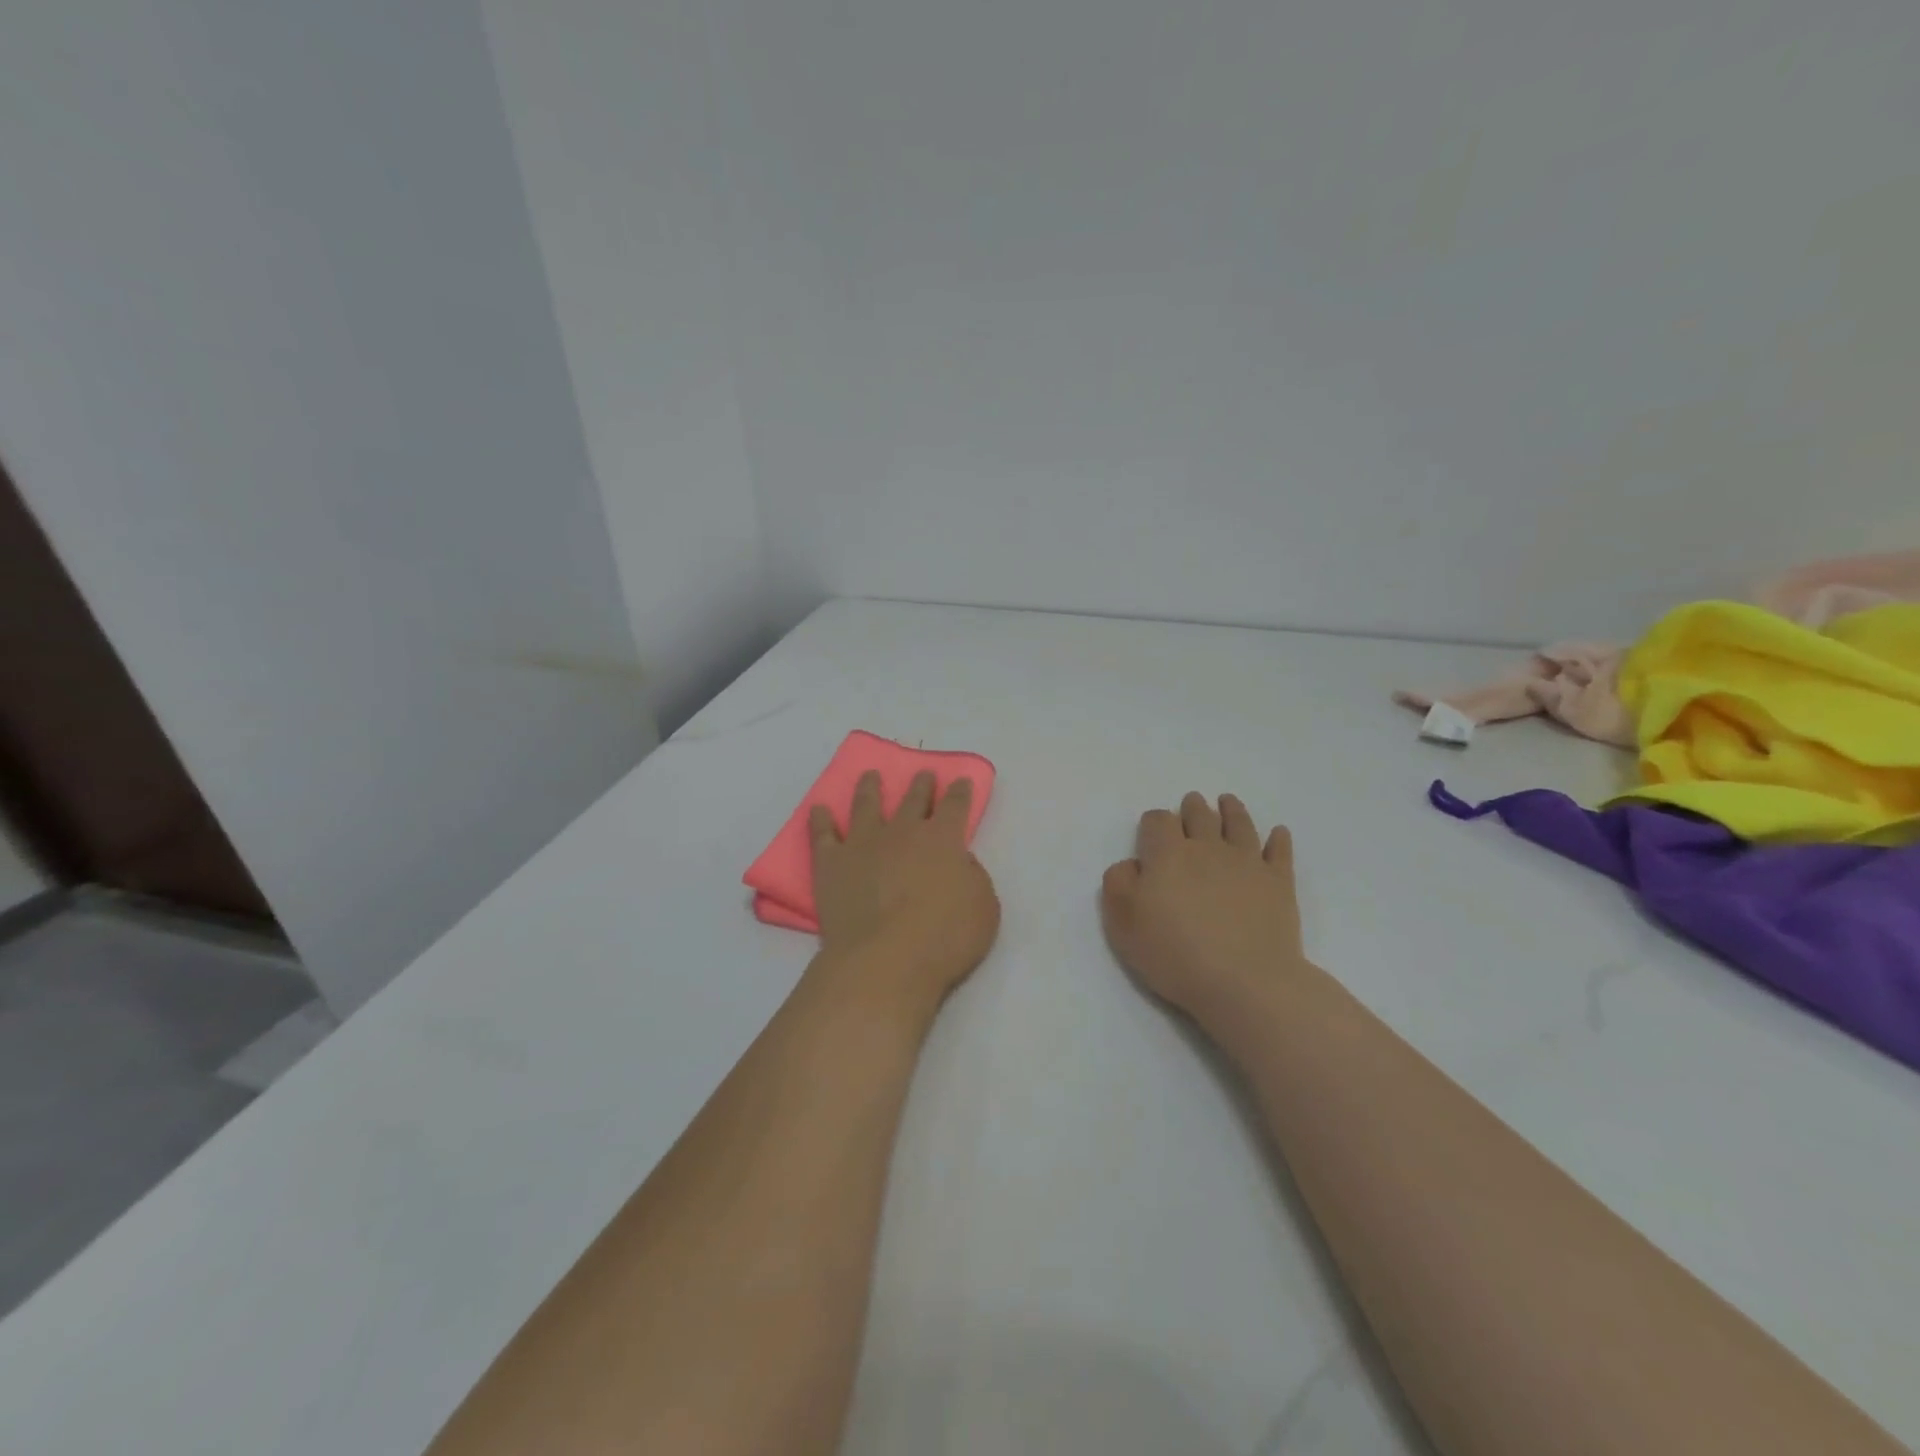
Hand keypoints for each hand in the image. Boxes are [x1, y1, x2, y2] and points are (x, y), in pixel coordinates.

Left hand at [810, 770, 999, 1012]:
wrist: (885, 960)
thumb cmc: (944, 938)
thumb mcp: (983, 907)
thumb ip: (972, 876)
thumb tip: (959, 861)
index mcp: (944, 839)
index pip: (955, 805)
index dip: (959, 791)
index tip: (959, 781)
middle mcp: (903, 831)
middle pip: (913, 799)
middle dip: (920, 785)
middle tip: (922, 774)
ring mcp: (863, 843)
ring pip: (866, 805)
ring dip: (870, 788)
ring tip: (870, 776)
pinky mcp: (831, 863)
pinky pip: (822, 834)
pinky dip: (820, 820)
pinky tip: (818, 809)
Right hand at [1101, 792, 1305, 1026]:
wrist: (1245, 982)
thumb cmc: (1175, 954)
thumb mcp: (1123, 923)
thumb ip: (1118, 884)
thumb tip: (1132, 864)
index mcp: (1168, 855)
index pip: (1158, 821)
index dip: (1153, 822)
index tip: (1151, 832)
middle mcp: (1208, 848)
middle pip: (1200, 815)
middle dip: (1192, 808)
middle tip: (1192, 803)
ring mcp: (1248, 862)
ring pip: (1239, 824)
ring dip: (1232, 810)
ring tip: (1227, 802)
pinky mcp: (1279, 883)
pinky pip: (1279, 851)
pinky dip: (1278, 839)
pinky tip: (1277, 833)